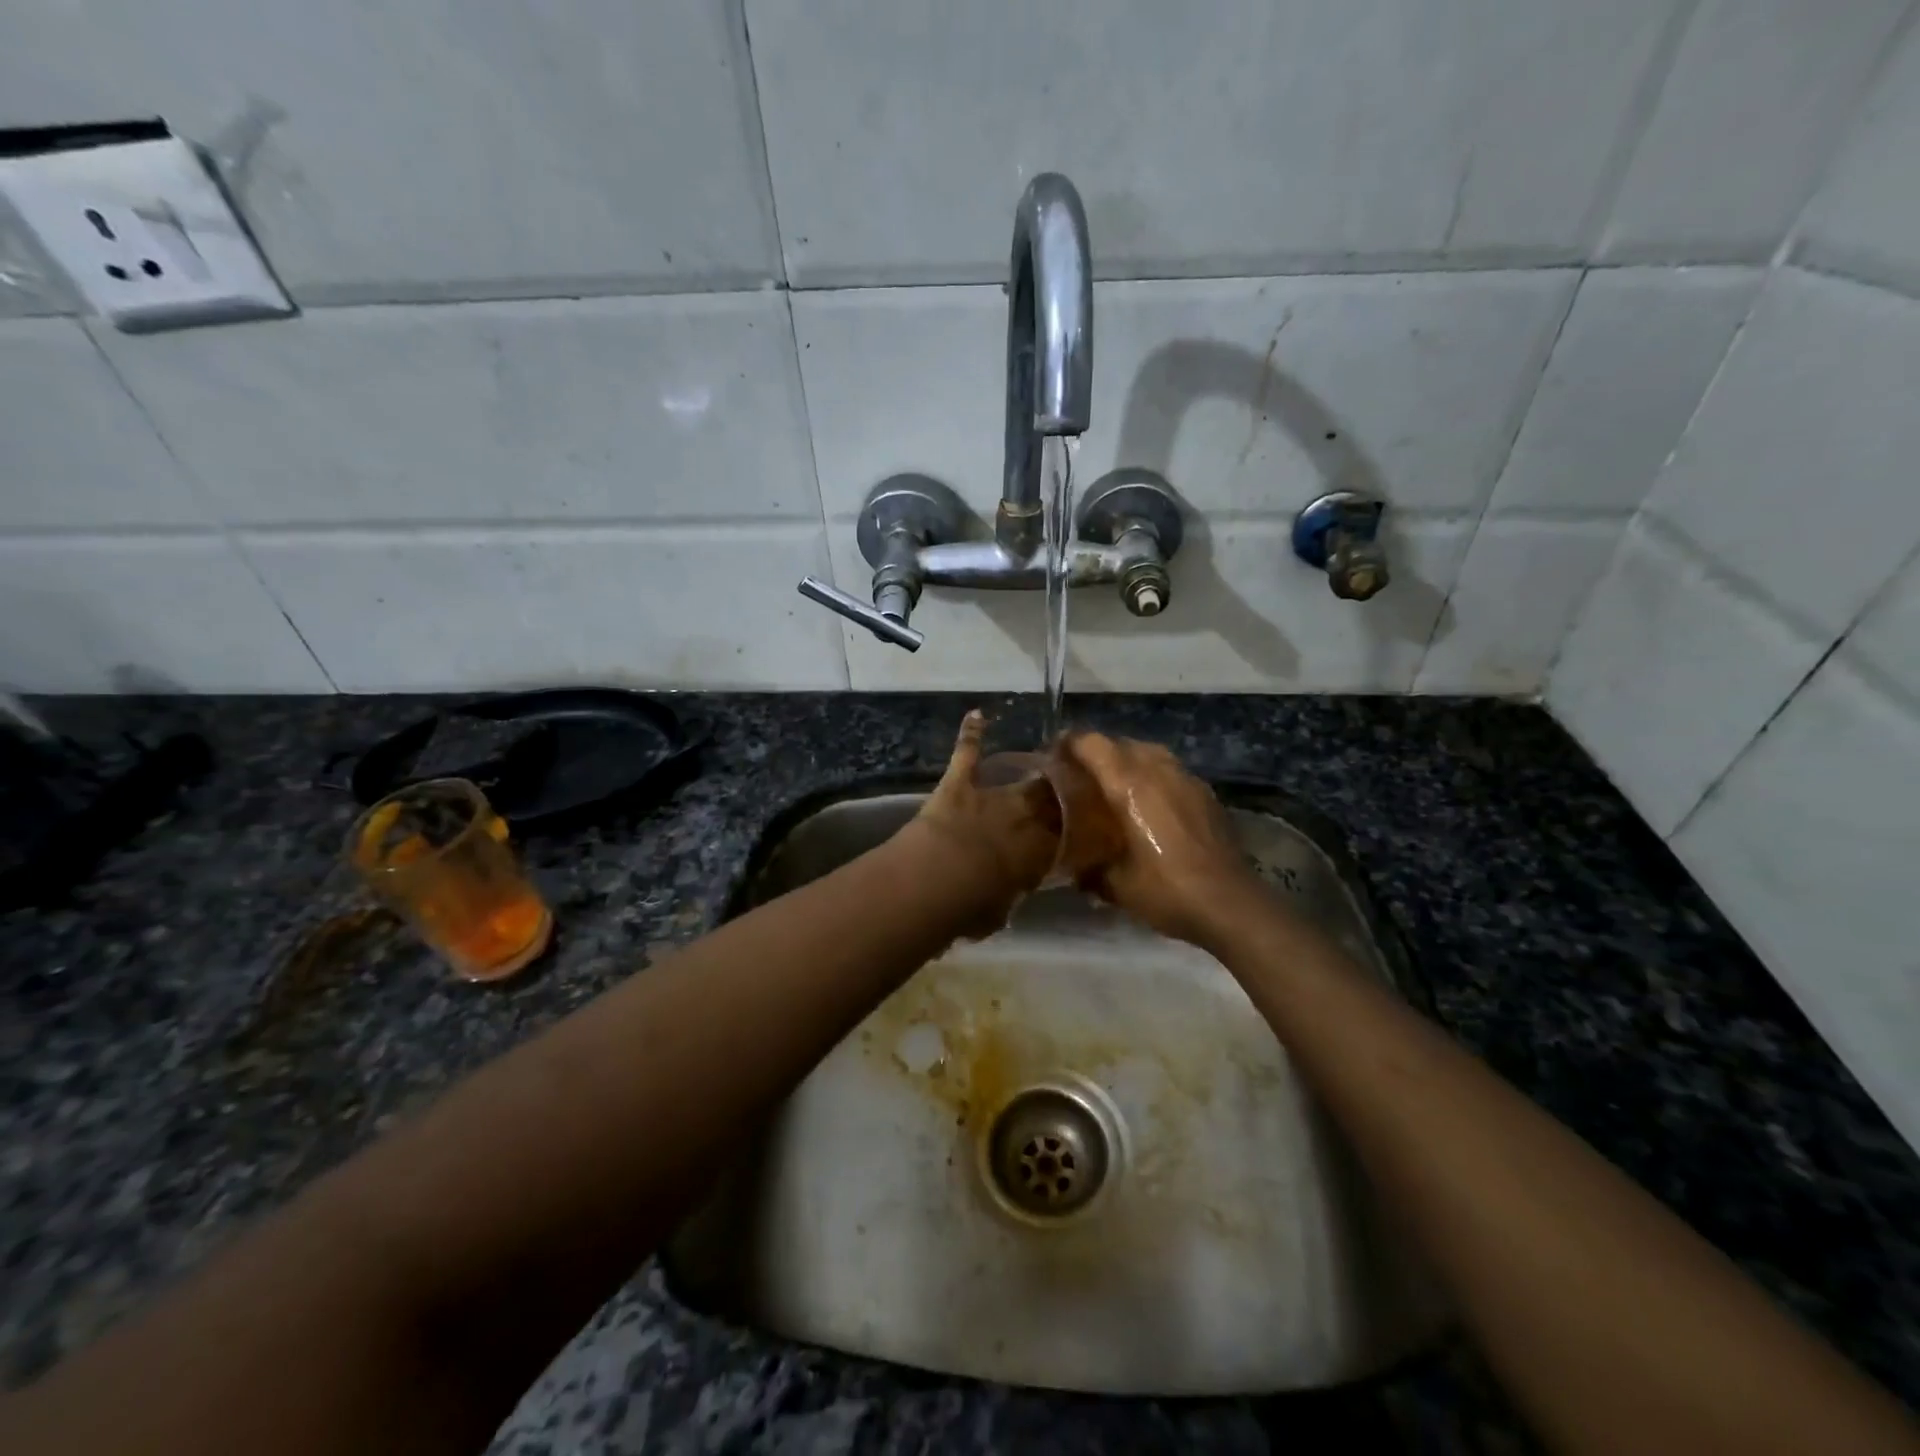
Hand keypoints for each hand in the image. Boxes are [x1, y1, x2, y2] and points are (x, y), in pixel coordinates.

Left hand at [904, 710, 1061, 934]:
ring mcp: (992, 795)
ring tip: (1047, 760)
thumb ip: (1011, 894)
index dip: (1080, 830)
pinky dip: (971, 733)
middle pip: (1054, 800)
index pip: (1070, 836)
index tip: (1090, 826)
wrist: (937, 879)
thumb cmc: (971, 907)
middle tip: (1071, 789)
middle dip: (1064, 794)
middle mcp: (1025, 817)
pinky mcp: (960, 783)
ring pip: (1023, 777)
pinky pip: (968, 752)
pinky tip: (976, 714)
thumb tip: (1011, 892)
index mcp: (1040, 852)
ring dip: (1034, 770)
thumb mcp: (1001, 911)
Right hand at [1062, 732, 1266, 946]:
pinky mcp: (1206, 794)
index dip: (1068, 744)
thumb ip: (1089, 868)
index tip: (1052, 757)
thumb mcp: (1115, 884)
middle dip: (1096, 753)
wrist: (1229, 904)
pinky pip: (1170, 770)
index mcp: (1129, 784)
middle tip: (1080, 776)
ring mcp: (1186, 779)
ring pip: (1149, 752)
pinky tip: (1149, 805)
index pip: (1092, 744)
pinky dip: (1153, 776)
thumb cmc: (1166, 890)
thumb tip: (1074, 868)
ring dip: (1127, 761)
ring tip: (1114, 786)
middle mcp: (1158, 770)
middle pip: (1120, 743)